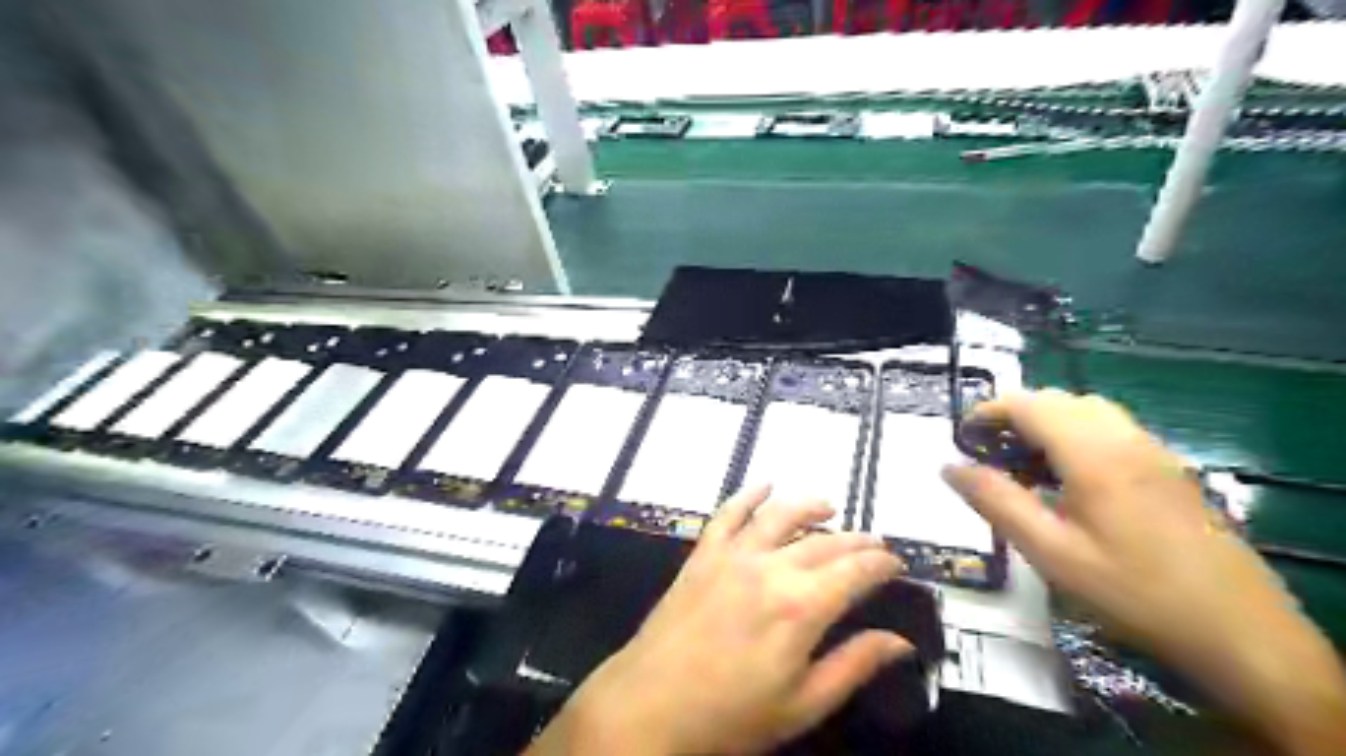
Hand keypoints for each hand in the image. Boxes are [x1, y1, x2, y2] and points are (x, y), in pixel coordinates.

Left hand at [533, 488, 909, 753]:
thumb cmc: (730, 717)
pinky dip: (748, 495)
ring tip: (830, 506)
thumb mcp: (802, 705)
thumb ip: (853, 666)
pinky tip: (764, 486)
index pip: (856, 570)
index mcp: (801, 607)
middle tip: (874, 544)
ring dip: (809, 505)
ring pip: (780, 515)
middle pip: (824, 541)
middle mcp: (770, 568)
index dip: (881, 563)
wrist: (649, 706)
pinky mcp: (703, 554)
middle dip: (856, 539)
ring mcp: (733, 555)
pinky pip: (728, 513)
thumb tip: (900, 642)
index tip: (895, 563)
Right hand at [938, 389, 1345, 755]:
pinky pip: (1112, 431)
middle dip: (1014, 416)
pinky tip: (1069, 481)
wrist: (1240, 632)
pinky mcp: (1170, 470)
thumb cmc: (1133, 591)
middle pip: (1058, 401)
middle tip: (987, 455)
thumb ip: (996, 501)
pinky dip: (1076, 436)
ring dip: (1047, 424)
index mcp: (1093, 454)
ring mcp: (1154, 452)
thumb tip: (949, 466)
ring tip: (1023, 465)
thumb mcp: (1050, 552)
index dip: (988, 412)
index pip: (1029, 404)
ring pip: (1088, 412)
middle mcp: (1125, 439)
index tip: (961, 438)